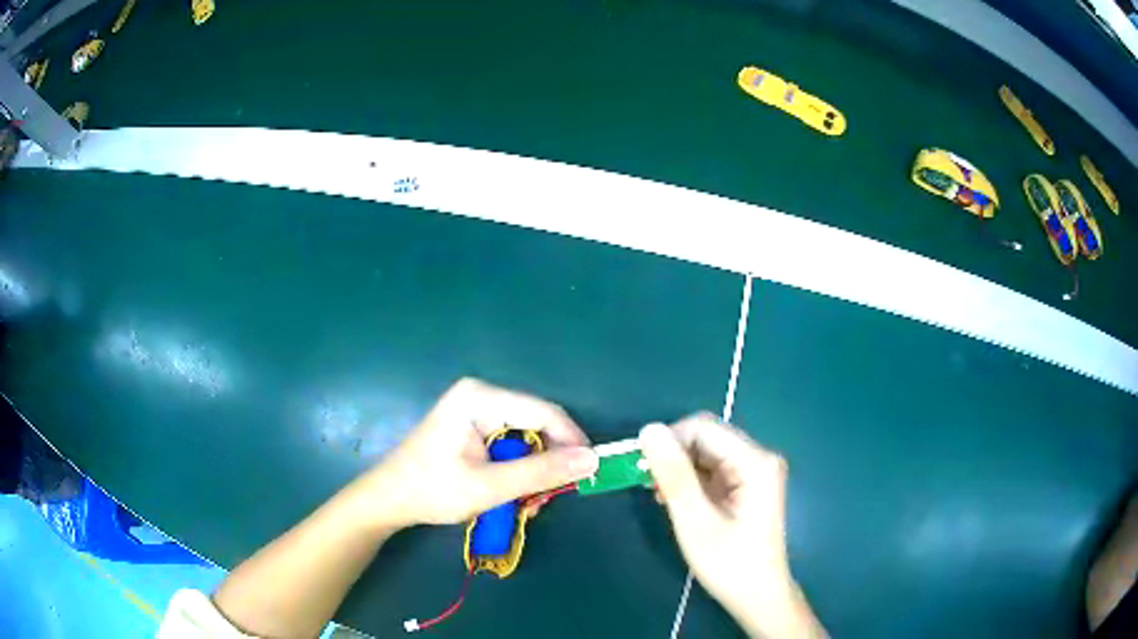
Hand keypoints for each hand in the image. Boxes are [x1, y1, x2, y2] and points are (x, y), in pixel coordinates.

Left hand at [351, 378, 598, 529]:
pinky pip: (511, 445)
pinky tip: (511, 494)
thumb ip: (541, 473)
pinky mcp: (474, 427)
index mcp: (480, 397)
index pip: (543, 412)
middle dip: (547, 464)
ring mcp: (476, 411)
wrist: (389, 500)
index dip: (571, 440)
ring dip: (532, 473)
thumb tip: (591, 460)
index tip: (588, 472)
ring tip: (527, 504)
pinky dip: (517, 471)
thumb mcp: (489, 487)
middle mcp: (481, 395)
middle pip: (536, 425)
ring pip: (526, 439)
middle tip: (547, 499)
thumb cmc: (432, 490)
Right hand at [639, 414, 824, 638]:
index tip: (641, 468)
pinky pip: (712, 468)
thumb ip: (674, 476)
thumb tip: (649, 430)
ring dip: (678, 469)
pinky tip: (676, 500)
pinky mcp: (747, 484)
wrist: (758, 596)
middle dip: (673, 456)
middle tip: (649, 485)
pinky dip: (690, 480)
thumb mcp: (696, 522)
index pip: (703, 428)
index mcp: (755, 462)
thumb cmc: (730, 564)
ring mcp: (755, 471)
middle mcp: (759, 458)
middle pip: (706, 438)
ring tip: (661, 497)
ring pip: (706, 453)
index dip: (668, 441)